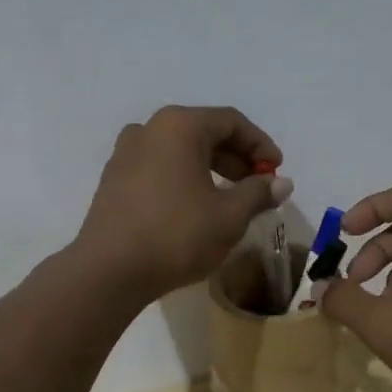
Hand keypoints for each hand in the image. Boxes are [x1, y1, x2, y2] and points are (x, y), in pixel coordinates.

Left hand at [72, 106, 292, 303]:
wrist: (109, 270)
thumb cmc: (176, 235)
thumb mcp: (229, 216)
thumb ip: (258, 194)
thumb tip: (282, 183)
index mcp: (179, 126)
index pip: (231, 121)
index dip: (260, 145)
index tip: (277, 172)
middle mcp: (149, 129)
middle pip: (203, 132)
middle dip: (236, 158)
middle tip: (257, 186)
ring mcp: (126, 153)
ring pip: (179, 150)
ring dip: (210, 169)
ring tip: (230, 199)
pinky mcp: (113, 178)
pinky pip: (159, 166)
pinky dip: (184, 178)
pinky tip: (195, 206)